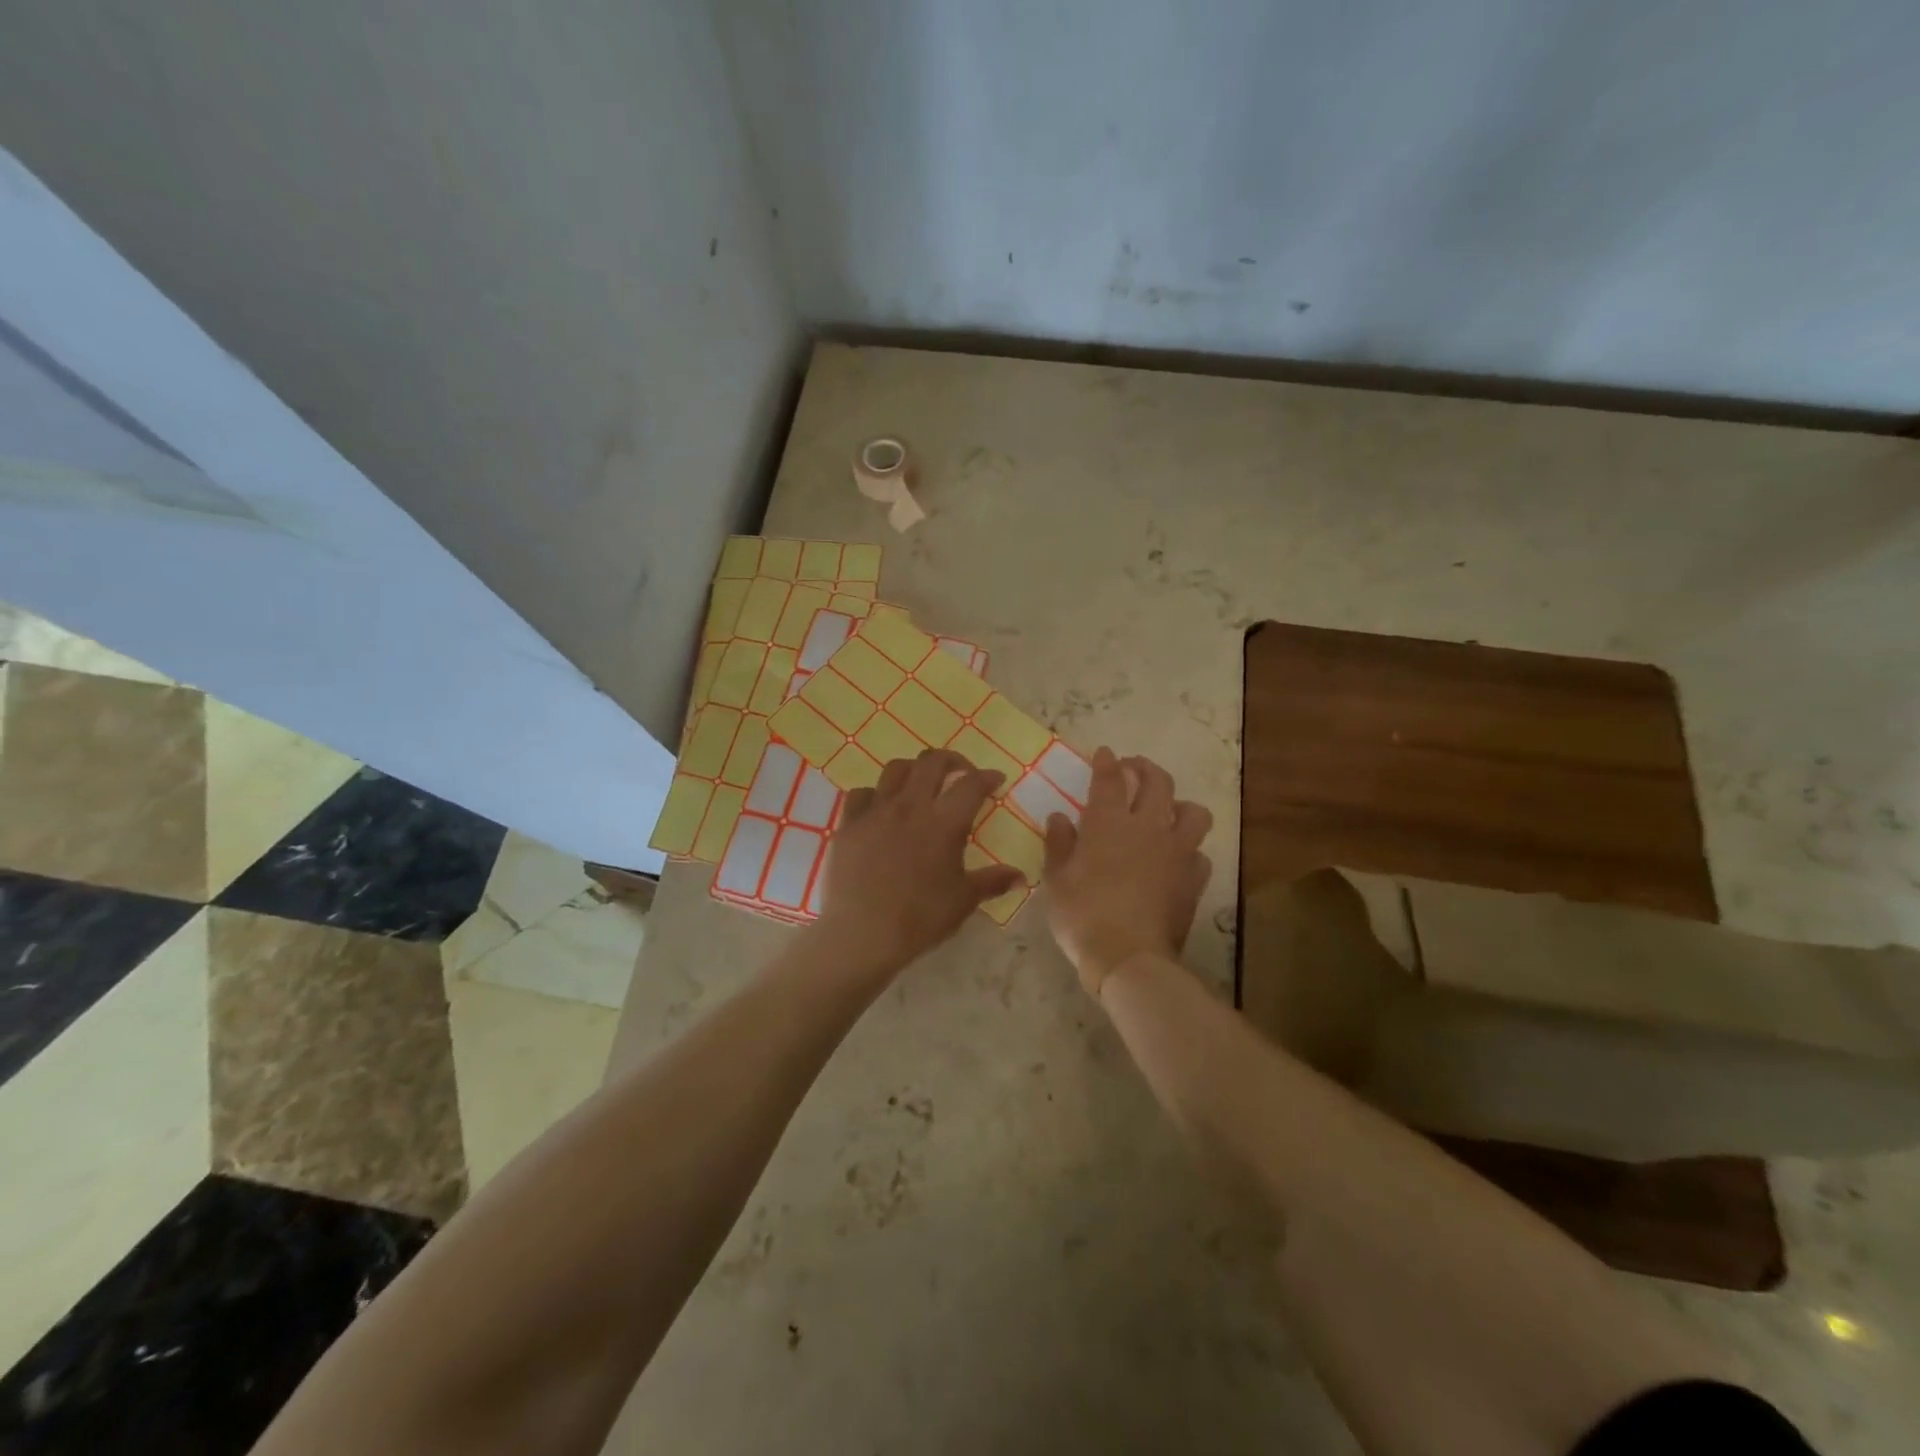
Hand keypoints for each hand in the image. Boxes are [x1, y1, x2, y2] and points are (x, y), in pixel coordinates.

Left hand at [814, 749, 1025, 977]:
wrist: (862, 933)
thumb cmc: (920, 918)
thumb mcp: (963, 901)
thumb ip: (993, 881)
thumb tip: (1021, 876)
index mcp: (944, 822)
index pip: (971, 784)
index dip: (987, 777)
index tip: (995, 779)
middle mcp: (910, 806)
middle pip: (932, 762)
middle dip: (952, 760)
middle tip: (961, 773)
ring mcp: (875, 811)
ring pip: (895, 769)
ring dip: (914, 770)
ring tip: (921, 784)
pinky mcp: (848, 824)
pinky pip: (861, 794)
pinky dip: (875, 795)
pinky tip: (880, 809)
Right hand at [1042, 747, 1212, 997]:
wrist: (1129, 956)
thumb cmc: (1082, 914)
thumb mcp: (1056, 879)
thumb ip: (1059, 843)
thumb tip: (1059, 817)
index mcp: (1109, 822)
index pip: (1110, 778)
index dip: (1107, 762)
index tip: (1105, 753)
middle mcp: (1148, 827)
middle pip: (1158, 782)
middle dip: (1146, 768)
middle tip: (1135, 769)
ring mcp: (1177, 852)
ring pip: (1194, 812)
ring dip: (1180, 805)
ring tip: (1168, 812)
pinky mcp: (1194, 879)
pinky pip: (1199, 854)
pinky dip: (1189, 851)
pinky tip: (1178, 859)